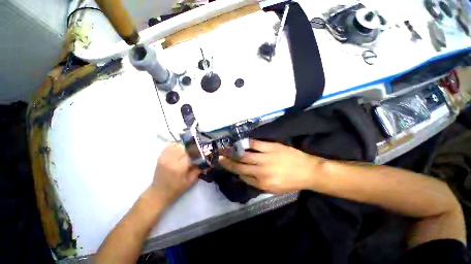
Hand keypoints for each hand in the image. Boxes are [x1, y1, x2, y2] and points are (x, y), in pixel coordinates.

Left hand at [150, 143, 200, 204]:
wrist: (158, 193)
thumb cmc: (176, 189)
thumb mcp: (190, 181)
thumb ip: (198, 170)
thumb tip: (204, 161)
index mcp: (179, 166)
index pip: (189, 152)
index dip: (196, 151)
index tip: (200, 152)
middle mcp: (171, 159)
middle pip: (183, 146)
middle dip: (190, 147)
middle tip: (194, 151)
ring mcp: (164, 157)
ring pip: (176, 144)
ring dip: (183, 146)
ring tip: (187, 150)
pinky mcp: (160, 157)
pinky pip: (169, 146)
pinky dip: (175, 146)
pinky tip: (179, 150)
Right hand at [219, 140, 324, 193]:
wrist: (308, 172)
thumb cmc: (291, 182)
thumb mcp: (274, 190)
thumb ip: (258, 184)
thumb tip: (245, 175)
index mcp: (262, 184)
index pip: (243, 177)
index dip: (235, 171)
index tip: (229, 166)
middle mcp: (261, 172)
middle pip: (240, 166)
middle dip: (228, 162)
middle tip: (219, 157)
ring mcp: (266, 158)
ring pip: (245, 155)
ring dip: (233, 152)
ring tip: (224, 149)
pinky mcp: (271, 147)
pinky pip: (255, 144)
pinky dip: (247, 143)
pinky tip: (241, 142)